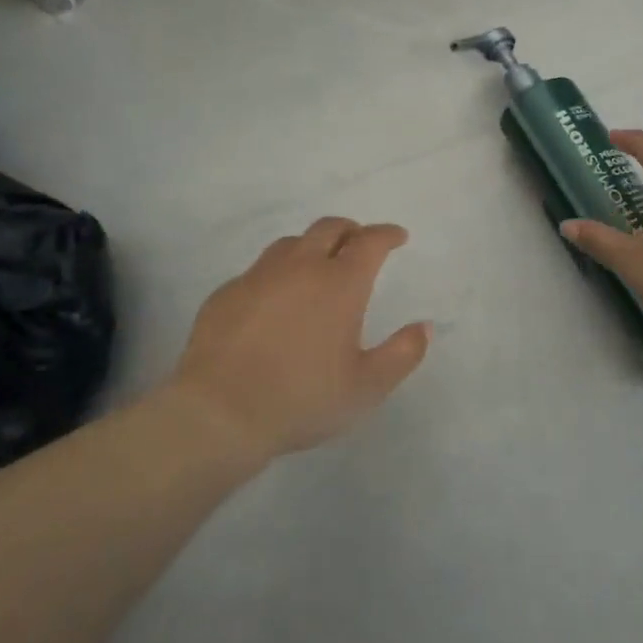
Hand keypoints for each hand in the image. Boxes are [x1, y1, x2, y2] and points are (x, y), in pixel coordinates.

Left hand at [166, 217, 430, 460]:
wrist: (219, 414)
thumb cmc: (302, 400)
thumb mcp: (367, 387)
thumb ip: (402, 354)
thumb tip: (424, 327)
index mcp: (339, 284)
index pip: (370, 242)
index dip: (387, 234)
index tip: (398, 236)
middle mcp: (300, 268)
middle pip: (329, 228)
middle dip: (351, 229)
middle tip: (360, 242)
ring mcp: (258, 277)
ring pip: (290, 243)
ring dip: (312, 246)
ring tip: (318, 265)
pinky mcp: (226, 294)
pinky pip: (258, 270)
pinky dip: (277, 273)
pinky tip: (275, 299)